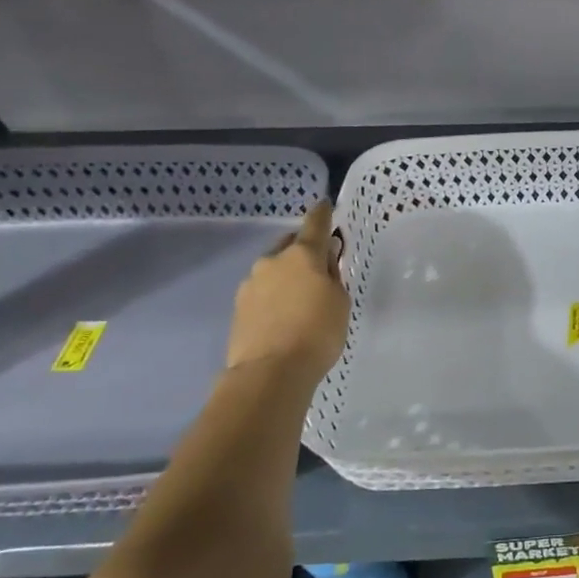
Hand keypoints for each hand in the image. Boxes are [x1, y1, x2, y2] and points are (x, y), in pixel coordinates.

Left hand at [226, 202, 349, 381]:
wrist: (270, 373)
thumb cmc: (317, 333)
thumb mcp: (340, 301)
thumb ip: (332, 276)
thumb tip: (324, 261)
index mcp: (303, 255)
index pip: (315, 224)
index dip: (323, 214)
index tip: (325, 205)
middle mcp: (272, 261)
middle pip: (290, 246)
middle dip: (304, 250)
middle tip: (319, 267)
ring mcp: (250, 284)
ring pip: (273, 270)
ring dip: (287, 276)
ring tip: (300, 299)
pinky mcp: (238, 308)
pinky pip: (262, 292)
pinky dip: (274, 297)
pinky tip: (284, 316)